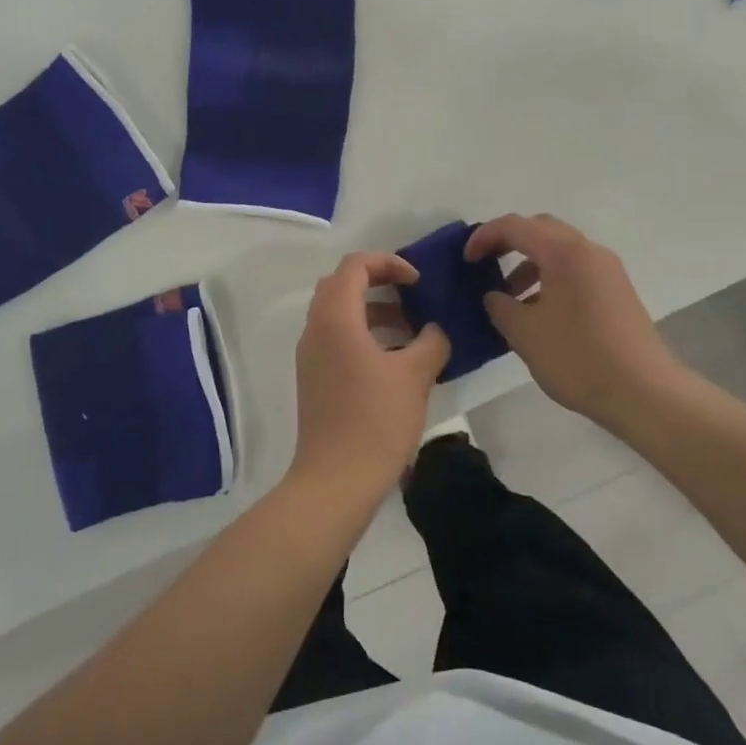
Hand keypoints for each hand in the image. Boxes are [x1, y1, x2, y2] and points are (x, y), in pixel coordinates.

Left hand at [292, 253, 450, 502]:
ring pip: (339, 312)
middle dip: (379, 281)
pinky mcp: (314, 378)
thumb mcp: (414, 376)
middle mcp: (315, 329)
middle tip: (413, 294)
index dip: (389, 263)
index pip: (355, 265)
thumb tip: (435, 330)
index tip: (418, 281)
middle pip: (342, 284)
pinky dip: (364, 334)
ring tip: (412, 329)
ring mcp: (311, 355)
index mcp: (335, 318)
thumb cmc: (375, 421)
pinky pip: (337, 338)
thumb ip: (431, 341)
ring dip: (373, 310)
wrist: (335, 482)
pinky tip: (395, 359)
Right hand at [465, 214, 685, 429]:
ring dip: (529, 264)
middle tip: (485, 264)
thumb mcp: (525, 333)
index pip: (515, 226)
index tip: (466, 260)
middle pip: (541, 229)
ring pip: (559, 251)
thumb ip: (501, 307)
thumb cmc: (578, 357)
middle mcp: (588, 251)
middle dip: (508, 242)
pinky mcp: (617, 291)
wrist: (644, 393)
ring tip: (510, 299)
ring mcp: (607, 270)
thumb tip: (495, 297)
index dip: (484, 237)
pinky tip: (539, 313)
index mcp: (564, 252)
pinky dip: (550, 278)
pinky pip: (575, 270)